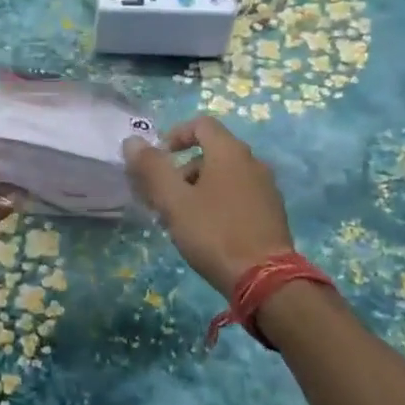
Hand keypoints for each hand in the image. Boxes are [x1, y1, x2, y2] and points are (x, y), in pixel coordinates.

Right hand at [123, 115, 295, 296]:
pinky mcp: (271, 213)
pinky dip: (217, 202)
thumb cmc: (214, 233)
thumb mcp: (174, 201)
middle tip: (162, 198)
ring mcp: (266, 188)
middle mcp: (252, 162)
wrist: (265, 280)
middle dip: (181, 170)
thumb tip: (133, 141)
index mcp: (230, 152)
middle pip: (211, 152)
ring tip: (180, 219)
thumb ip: (151, 168)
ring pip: (224, 176)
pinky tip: (205, 231)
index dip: (175, 135)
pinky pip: (238, 195)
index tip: (157, 160)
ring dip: (197, 188)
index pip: (201, 124)